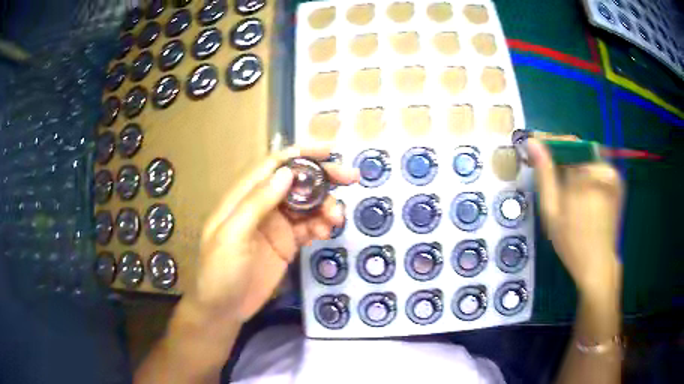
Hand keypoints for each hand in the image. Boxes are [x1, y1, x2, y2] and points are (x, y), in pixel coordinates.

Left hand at [184, 146, 358, 323]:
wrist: (224, 309)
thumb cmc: (220, 272)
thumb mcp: (232, 236)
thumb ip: (257, 203)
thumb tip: (287, 172)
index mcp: (245, 197)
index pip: (274, 165)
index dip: (301, 154)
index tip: (330, 151)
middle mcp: (263, 206)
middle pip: (297, 182)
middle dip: (324, 178)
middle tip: (351, 179)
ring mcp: (277, 226)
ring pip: (308, 205)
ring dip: (326, 207)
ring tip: (336, 219)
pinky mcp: (287, 245)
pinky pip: (309, 228)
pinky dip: (321, 227)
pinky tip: (326, 234)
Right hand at [527, 138, 623, 297]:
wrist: (597, 264)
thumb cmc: (571, 241)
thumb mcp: (551, 210)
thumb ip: (544, 174)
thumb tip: (532, 142)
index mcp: (586, 174)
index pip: (566, 142)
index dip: (550, 142)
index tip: (536, 149)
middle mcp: (602, 168)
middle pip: (578, 148)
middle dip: (561, 154)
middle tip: (548, 169)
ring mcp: (613, 175)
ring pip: (588, 156)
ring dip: (574, 163)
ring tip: (563, 181)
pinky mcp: (617, 182)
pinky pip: (598, 166)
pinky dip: (586, 171)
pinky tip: (579, 188)